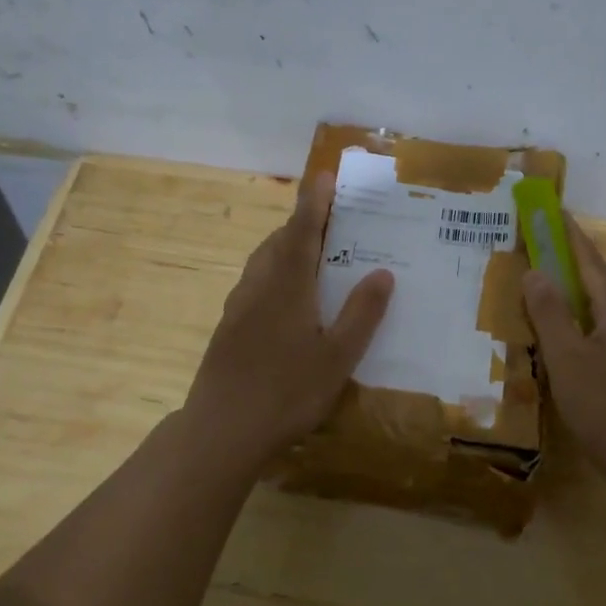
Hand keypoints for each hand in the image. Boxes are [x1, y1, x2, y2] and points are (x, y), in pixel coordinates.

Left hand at [182, 175, 393, 464]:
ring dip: (285, 247)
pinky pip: (255, 285)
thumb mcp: (338, 357)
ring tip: (310, 252)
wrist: (222, 430)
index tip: (324, 176)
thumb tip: (383, 272)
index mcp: (288, 286)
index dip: (314, 202)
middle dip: (301, 223)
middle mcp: (259, 287)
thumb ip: (361, 314)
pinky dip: (274, 274)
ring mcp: (238, 308)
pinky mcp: (228, 329)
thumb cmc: (287, 392)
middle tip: (328, 217)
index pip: (302, 231)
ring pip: (262, 263)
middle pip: (278, 242)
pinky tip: (287, 299)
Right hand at [522, 215, 605, 477]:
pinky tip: (567, 340)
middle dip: (568, 265)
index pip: (590, 261)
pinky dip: (583, 324)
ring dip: (575, 297)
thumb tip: (536, 271)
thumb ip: (550, 313)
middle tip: (537, 252)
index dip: (569, 235)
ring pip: (602, 310)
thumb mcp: (567, 358)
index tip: (552, 211)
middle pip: (598, 283)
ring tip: (545, 294)